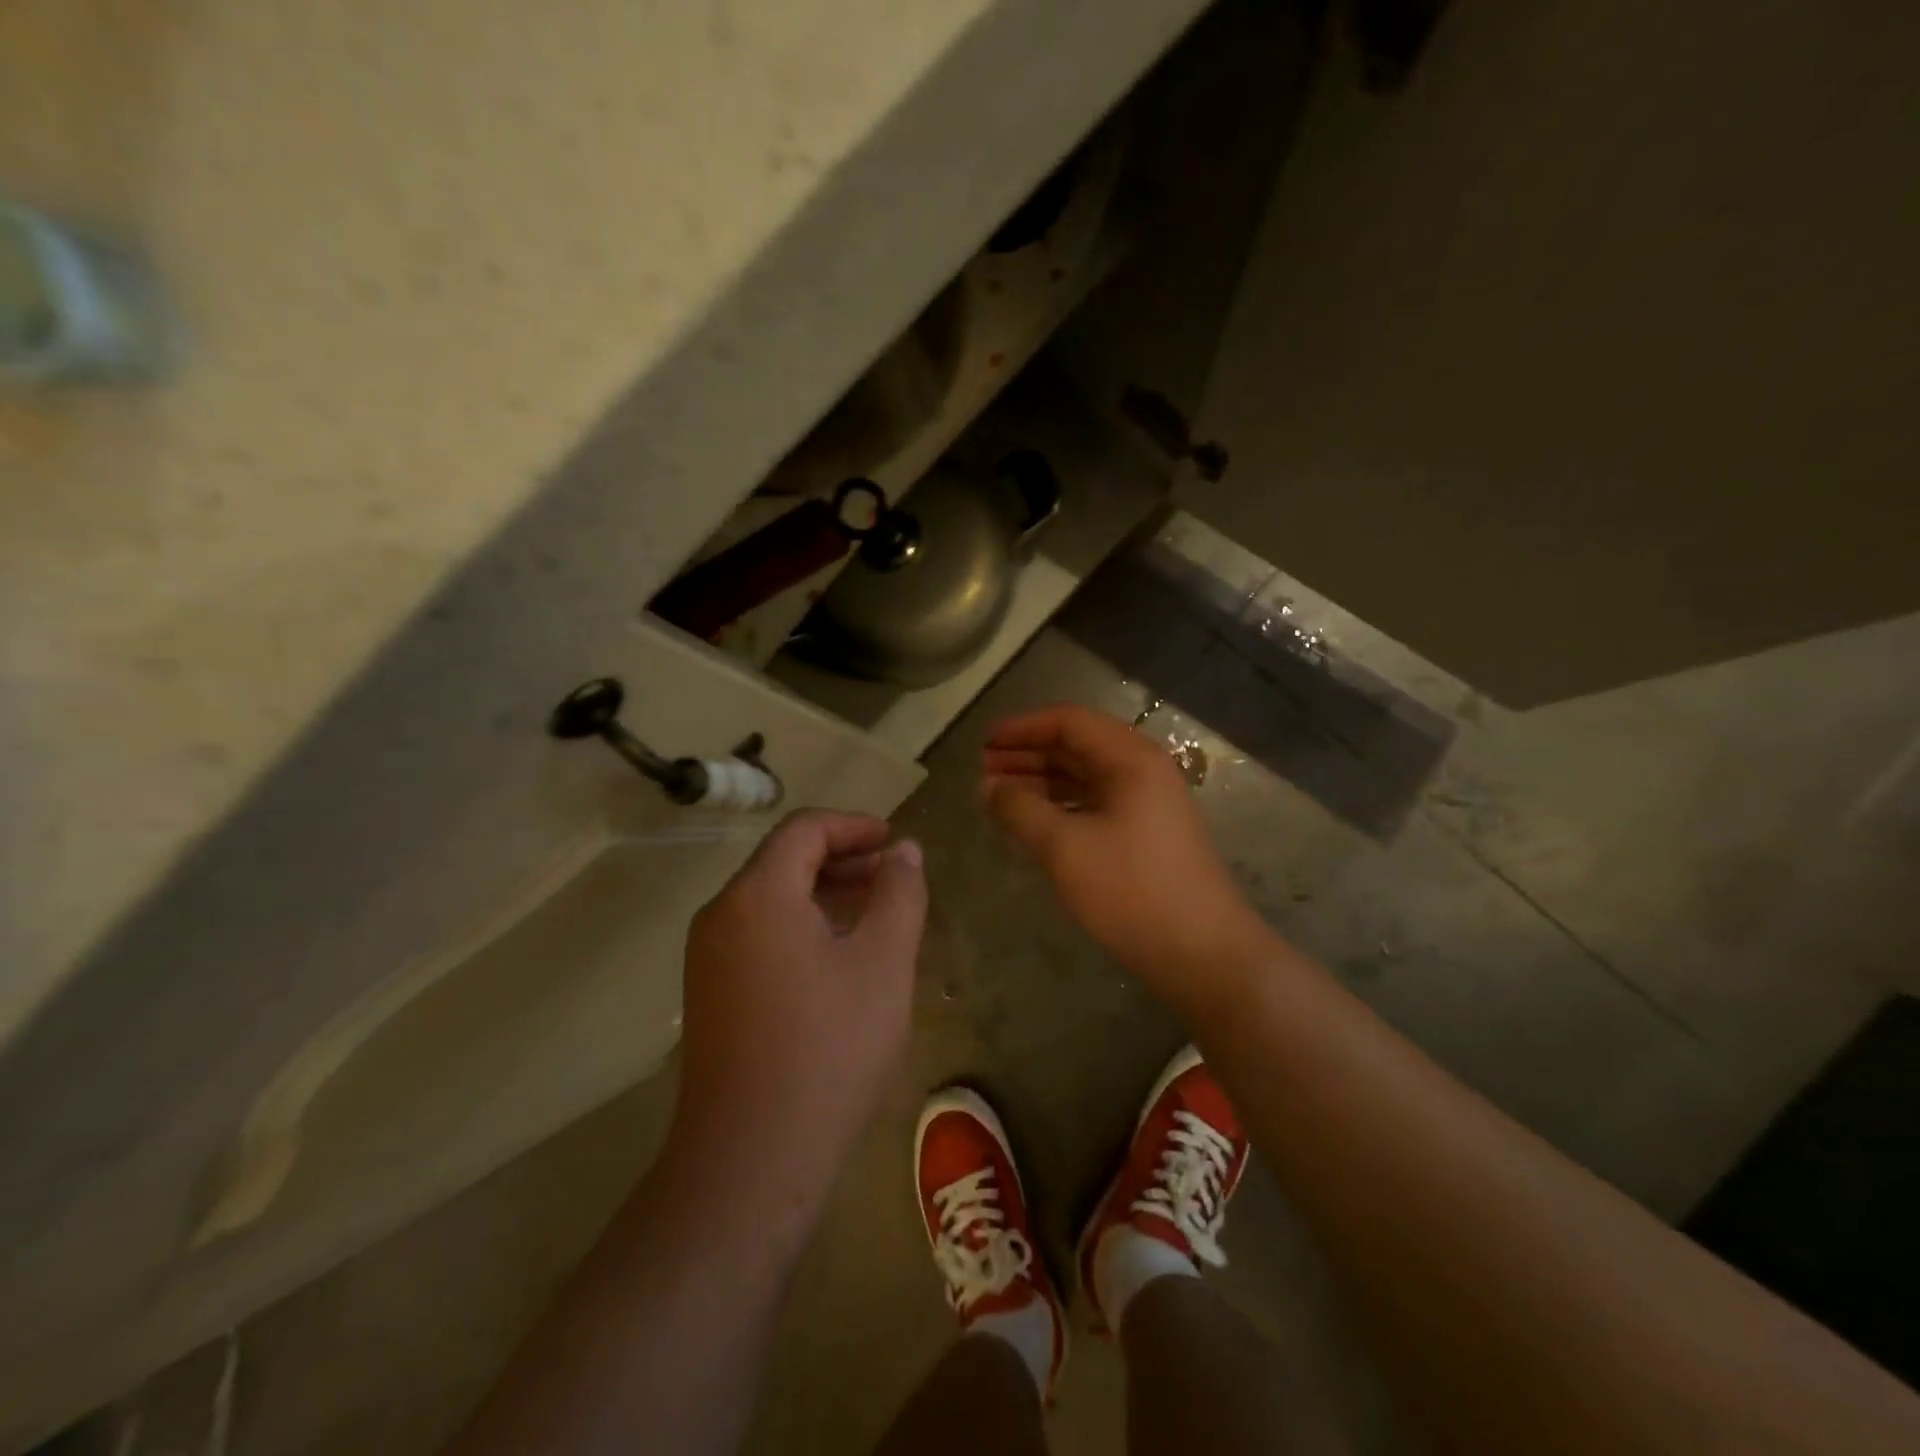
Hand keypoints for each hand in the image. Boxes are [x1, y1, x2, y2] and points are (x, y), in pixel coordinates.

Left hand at [671, 811, 926, 1220]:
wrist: (752, 1160)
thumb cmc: (829, 1048)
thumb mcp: (882, 962)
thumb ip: (899, 894)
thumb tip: (905, 851)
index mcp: (758, 894)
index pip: (805, 829)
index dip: (855, 825)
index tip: (896, 842)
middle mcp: (721, 915)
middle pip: (784, 861)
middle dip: (843, 859)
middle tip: (894, 877)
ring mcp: (708, 958)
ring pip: (771, 900)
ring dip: (824, 894)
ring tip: (875, 914)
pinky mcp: (710, 995)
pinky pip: (759, 935)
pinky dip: (802, 926)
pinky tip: (839, 958)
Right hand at [982, 705, 1265, 1005]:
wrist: (1203, 954)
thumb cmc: (1131, 890)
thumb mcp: (1065, 847)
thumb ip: (1020, 809)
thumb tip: (988, 786)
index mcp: (1130, 758)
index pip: (1068, 722)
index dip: (1022, 728)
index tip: (983, 742)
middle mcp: (1142, 770)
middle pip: (1077, 746)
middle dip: (1028, 754)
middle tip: (983, 770)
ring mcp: (1147, 803)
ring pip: (1084, 777)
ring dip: (1041, 781)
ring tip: (998, 795)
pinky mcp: (1145, 834)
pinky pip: (1094, 804)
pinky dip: (1060, 806)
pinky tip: (1033, 821)